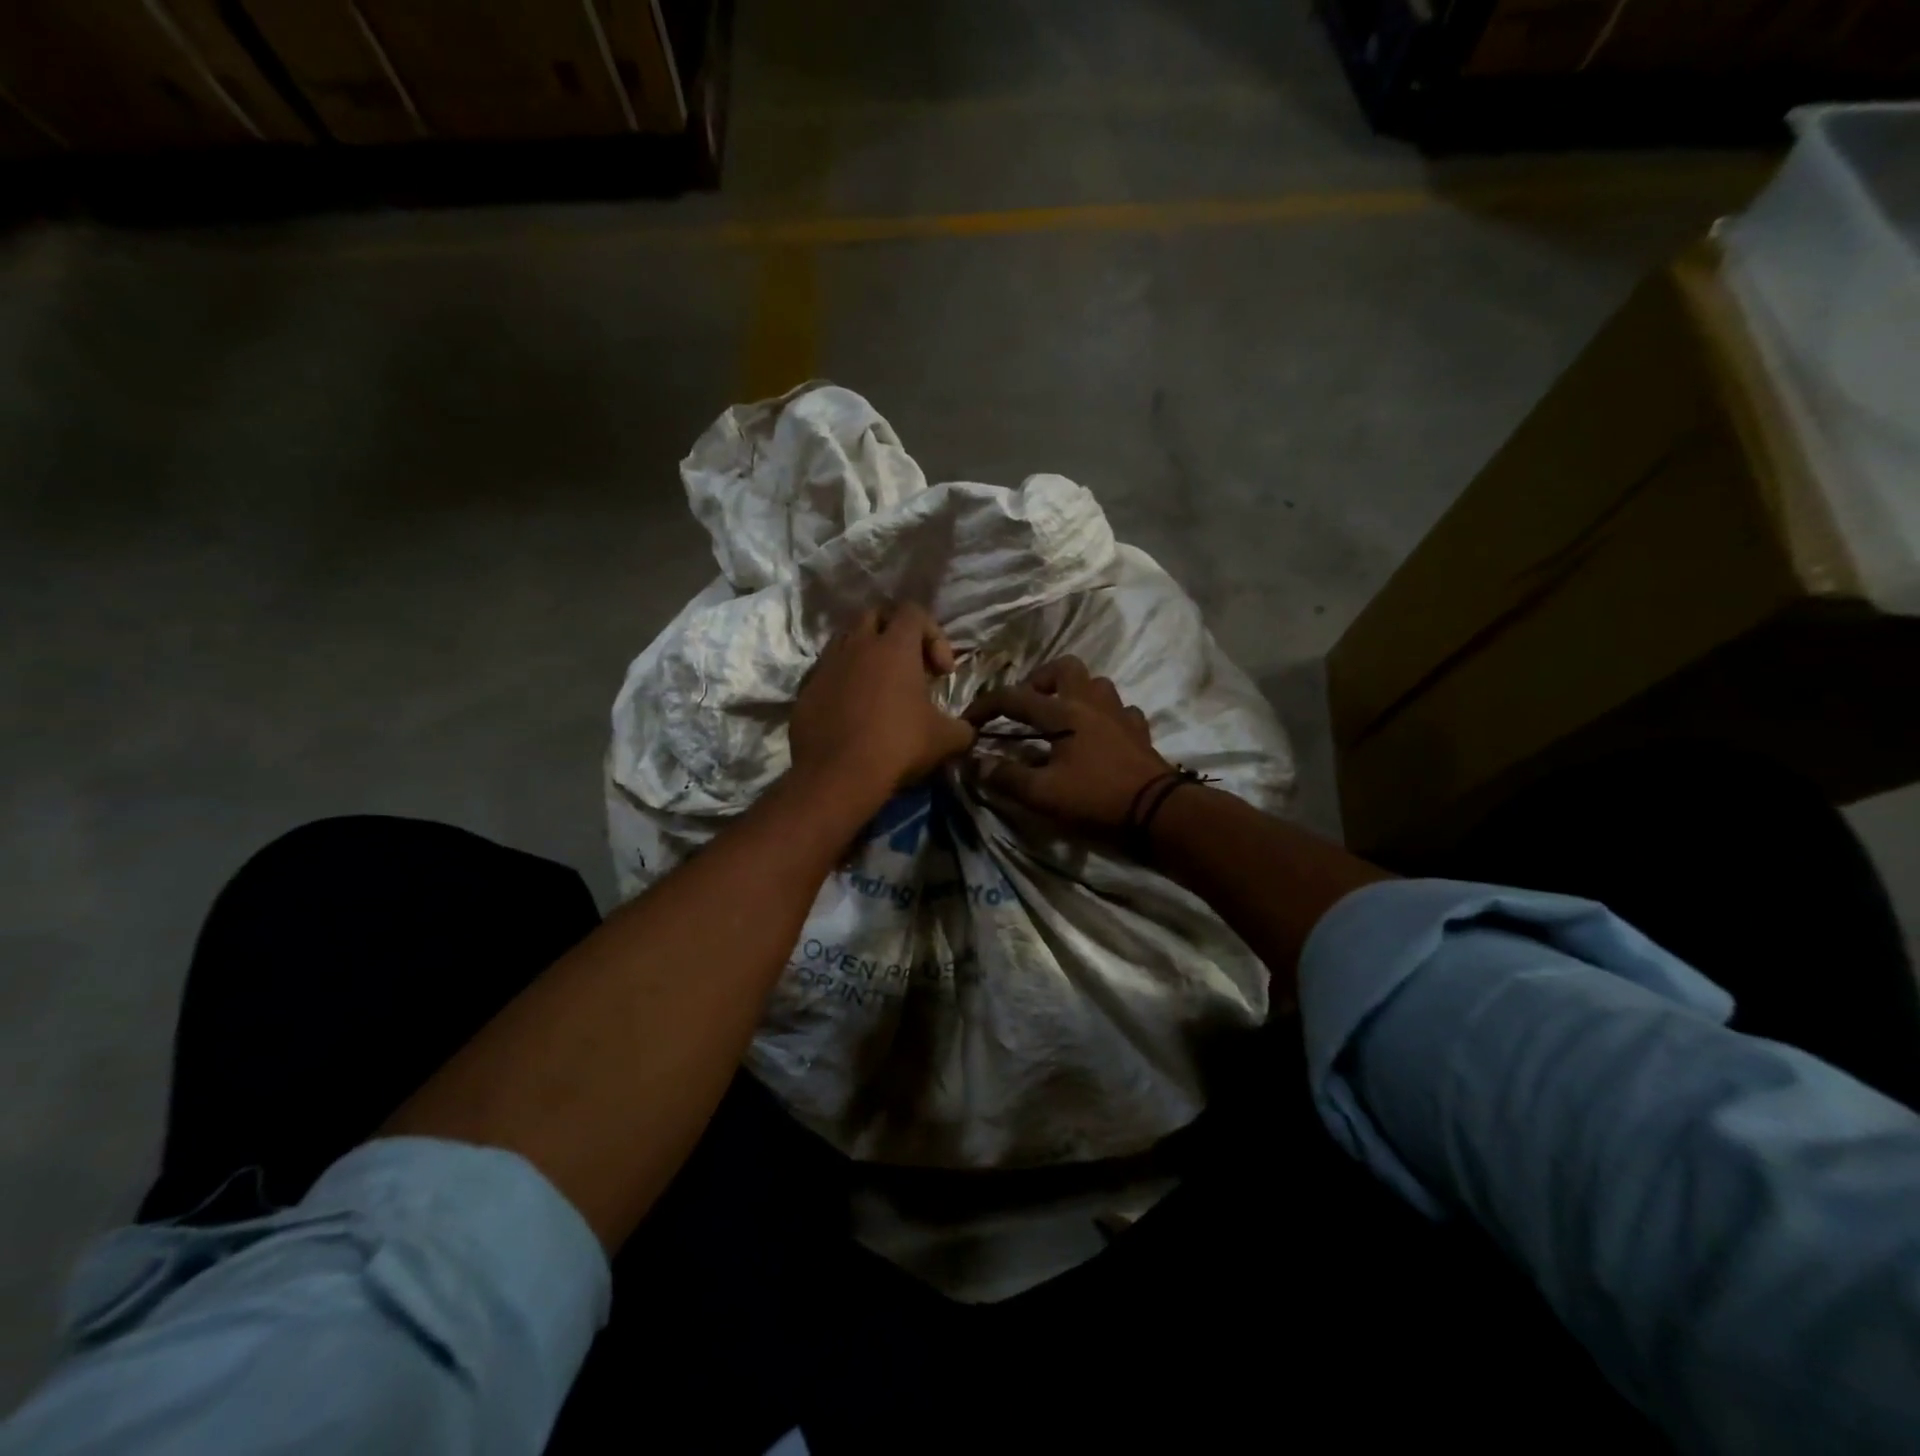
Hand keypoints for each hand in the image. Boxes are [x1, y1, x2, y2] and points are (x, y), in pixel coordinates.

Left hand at [790, 603, 974, 802]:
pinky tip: (852, 710)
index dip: (934, 635)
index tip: (941, 672)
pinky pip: (826, 671)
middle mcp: (858, 645)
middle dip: (895, 634)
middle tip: (909, 668)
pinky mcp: (806, 689)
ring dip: (865, 653)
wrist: (837, 775)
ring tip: (878, 686)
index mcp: (895, 647)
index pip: (914, 611)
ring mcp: (827, 665)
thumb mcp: (946, 739)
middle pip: (876, 615)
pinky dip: (842, 680)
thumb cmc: (898, 746)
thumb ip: (962, 727)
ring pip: (846, 639)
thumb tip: (966, 730)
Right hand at [964, 657, 1173, 830]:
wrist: (1158, 812)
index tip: (968, 720)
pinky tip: (1099, 735)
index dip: (986, 706)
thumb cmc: (1095, 799)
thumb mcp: (1043, 794)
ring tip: (1062, 717)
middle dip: (1040, 680)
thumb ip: (1006, 777)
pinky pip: (1121, 711)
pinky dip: (1105, 716)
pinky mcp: (1139, 732)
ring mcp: (1120, 714)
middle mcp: (1091, 703)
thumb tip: (977, 764)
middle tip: (1028, 705)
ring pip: (1096, 684)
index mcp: (1063, 713)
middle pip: (1064, 668)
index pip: (1014, 698)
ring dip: (1075, 693)